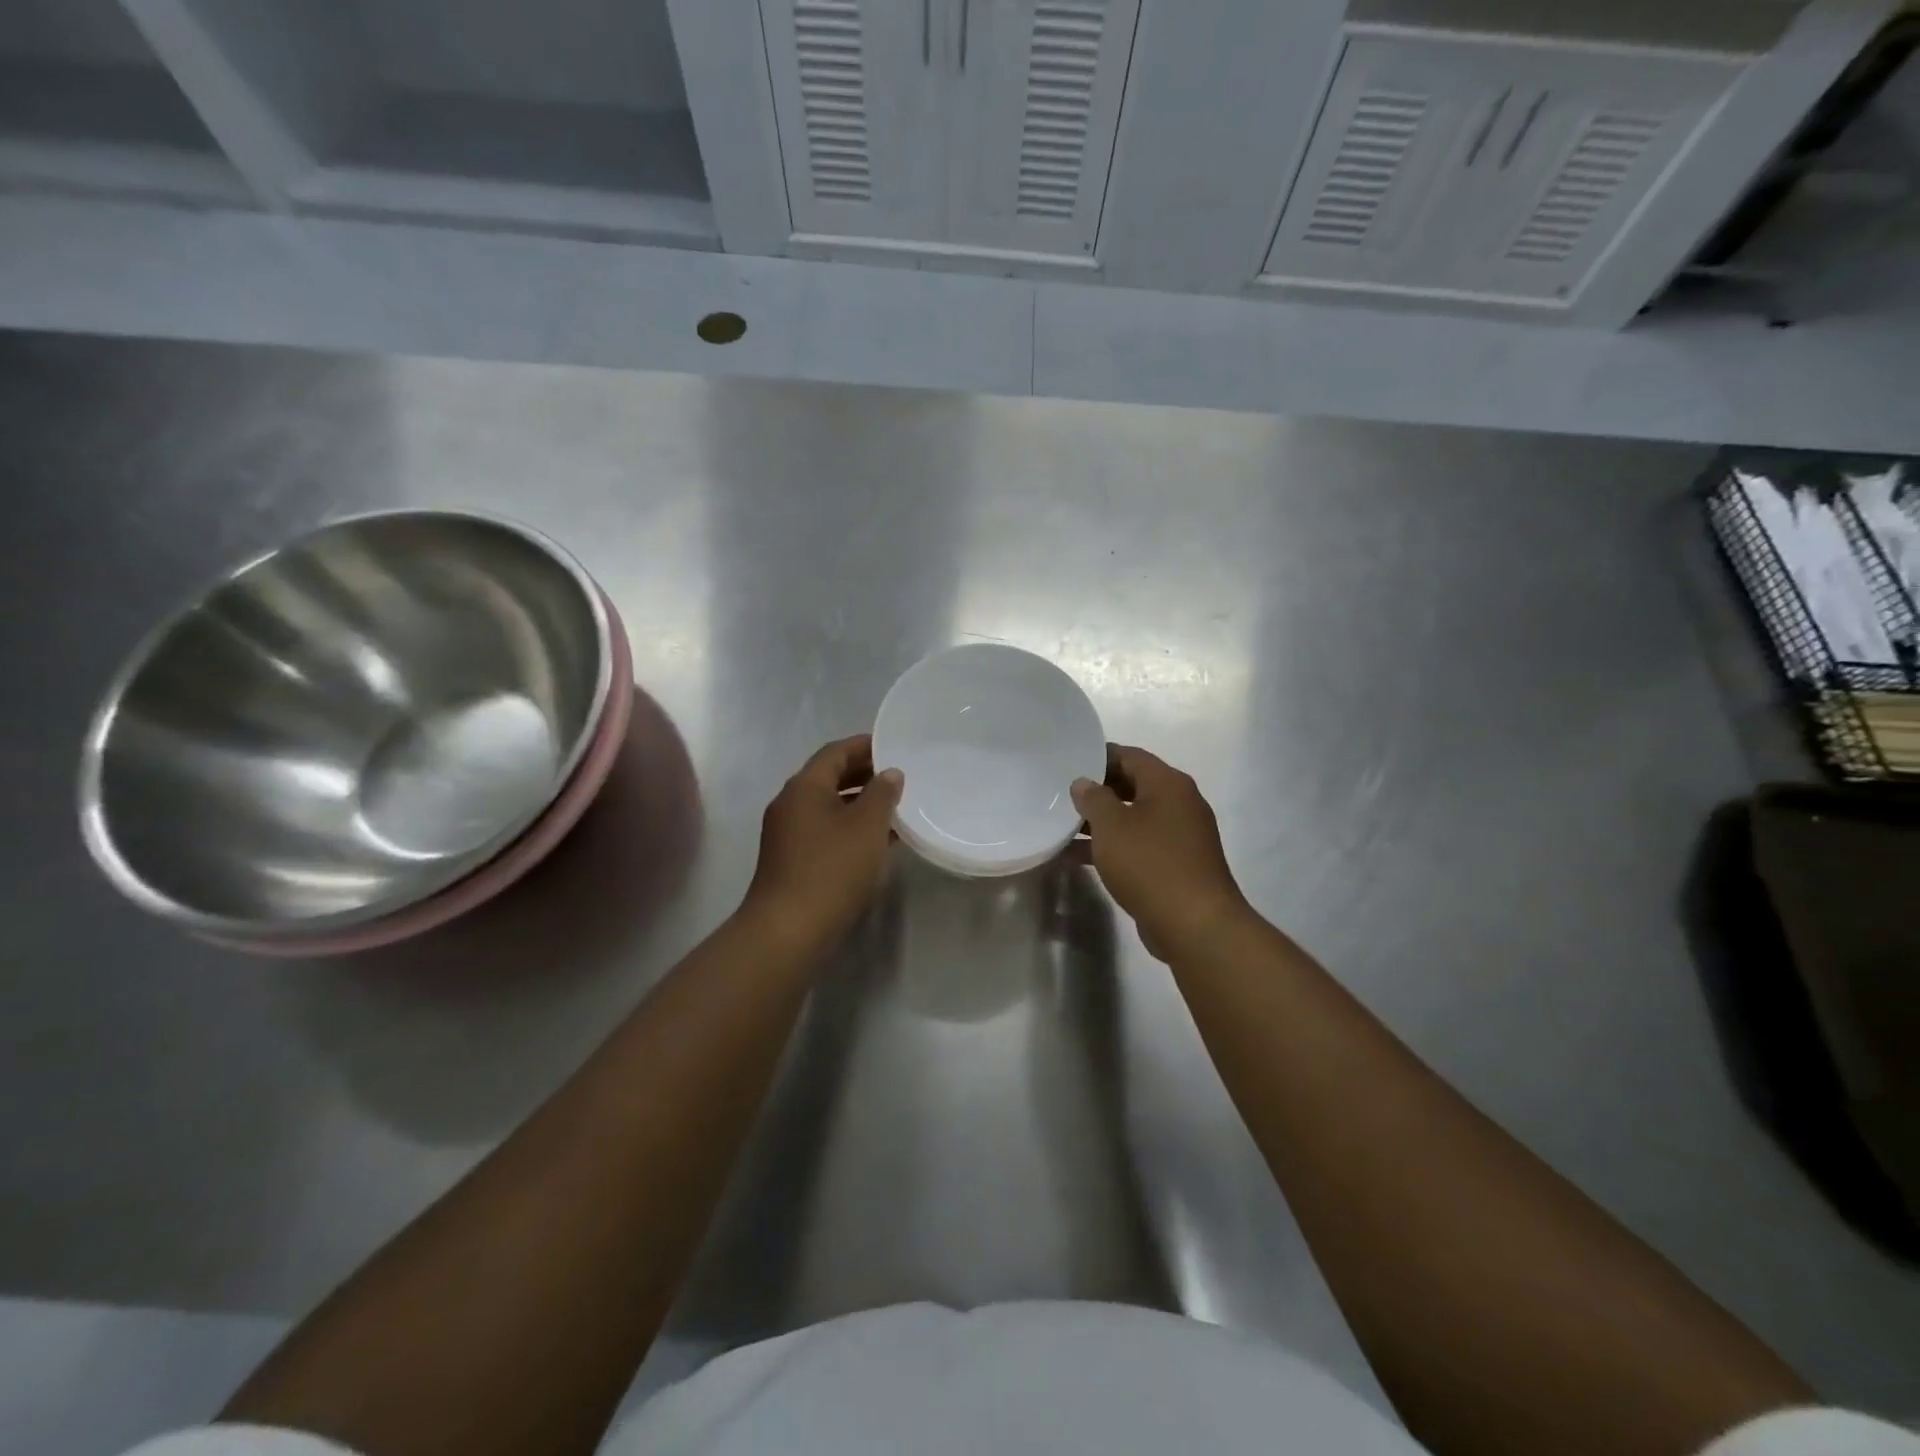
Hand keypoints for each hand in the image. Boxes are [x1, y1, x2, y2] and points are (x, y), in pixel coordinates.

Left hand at [743, 734, 902, 949]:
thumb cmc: (832, 868)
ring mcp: (788, 833)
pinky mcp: (792, 860)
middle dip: (864, 774)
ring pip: (829, 806)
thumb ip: (882, 793)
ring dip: (859, 803)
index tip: (894, 747)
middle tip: (899, 777)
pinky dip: (850, 827)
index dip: (865, 746)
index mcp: (804, 786)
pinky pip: (825, 830)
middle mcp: (791, 803)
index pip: (836, 752)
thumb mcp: (867, 826)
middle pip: (829, 777)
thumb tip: (889, 773)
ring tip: (896, 809)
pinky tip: (877, 841)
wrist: (788, 929)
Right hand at [1072, 745, 1250, 959]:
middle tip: (1062, 796)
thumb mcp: (1111, 825)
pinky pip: (1139, 846)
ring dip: (1100, 824)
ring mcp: (1181, 836)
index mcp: (1169, 784)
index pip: (1130, 756)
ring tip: (1061, 828)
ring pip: (1133, 819)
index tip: (1068, 764)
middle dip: (1097, 792)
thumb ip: (1093, 799)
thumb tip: (1084, 783)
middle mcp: (1180, 804)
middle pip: (1133, 786)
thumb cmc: (1150, 863)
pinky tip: (1077, 859)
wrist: (1194, 924)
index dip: (1098, 757)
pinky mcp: (1177, 866)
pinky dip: (1112, 848)